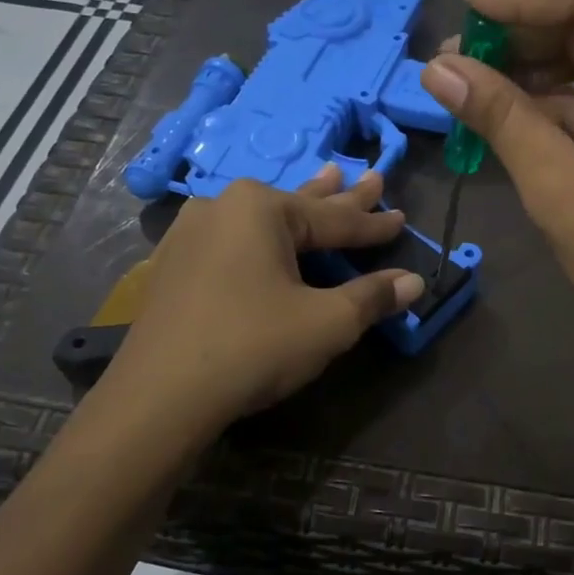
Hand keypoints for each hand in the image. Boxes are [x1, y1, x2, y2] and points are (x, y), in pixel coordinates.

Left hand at [90, 167, 423, 433]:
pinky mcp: (174, 264)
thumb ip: (372, 297)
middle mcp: (223, 207)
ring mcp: (191, 234)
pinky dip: (263, 237)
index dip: (375, 224)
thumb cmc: (253, 346)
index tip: (404, 217)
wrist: (160, 396)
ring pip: (263, 220)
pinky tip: (260, 230)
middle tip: (371, 178)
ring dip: (300, 209)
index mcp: (261, 209)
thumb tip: (413, 282)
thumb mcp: (327, 323)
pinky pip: (234, 240)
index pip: (336, 219)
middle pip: (299, 206)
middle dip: (340, 197)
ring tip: (327, 179)